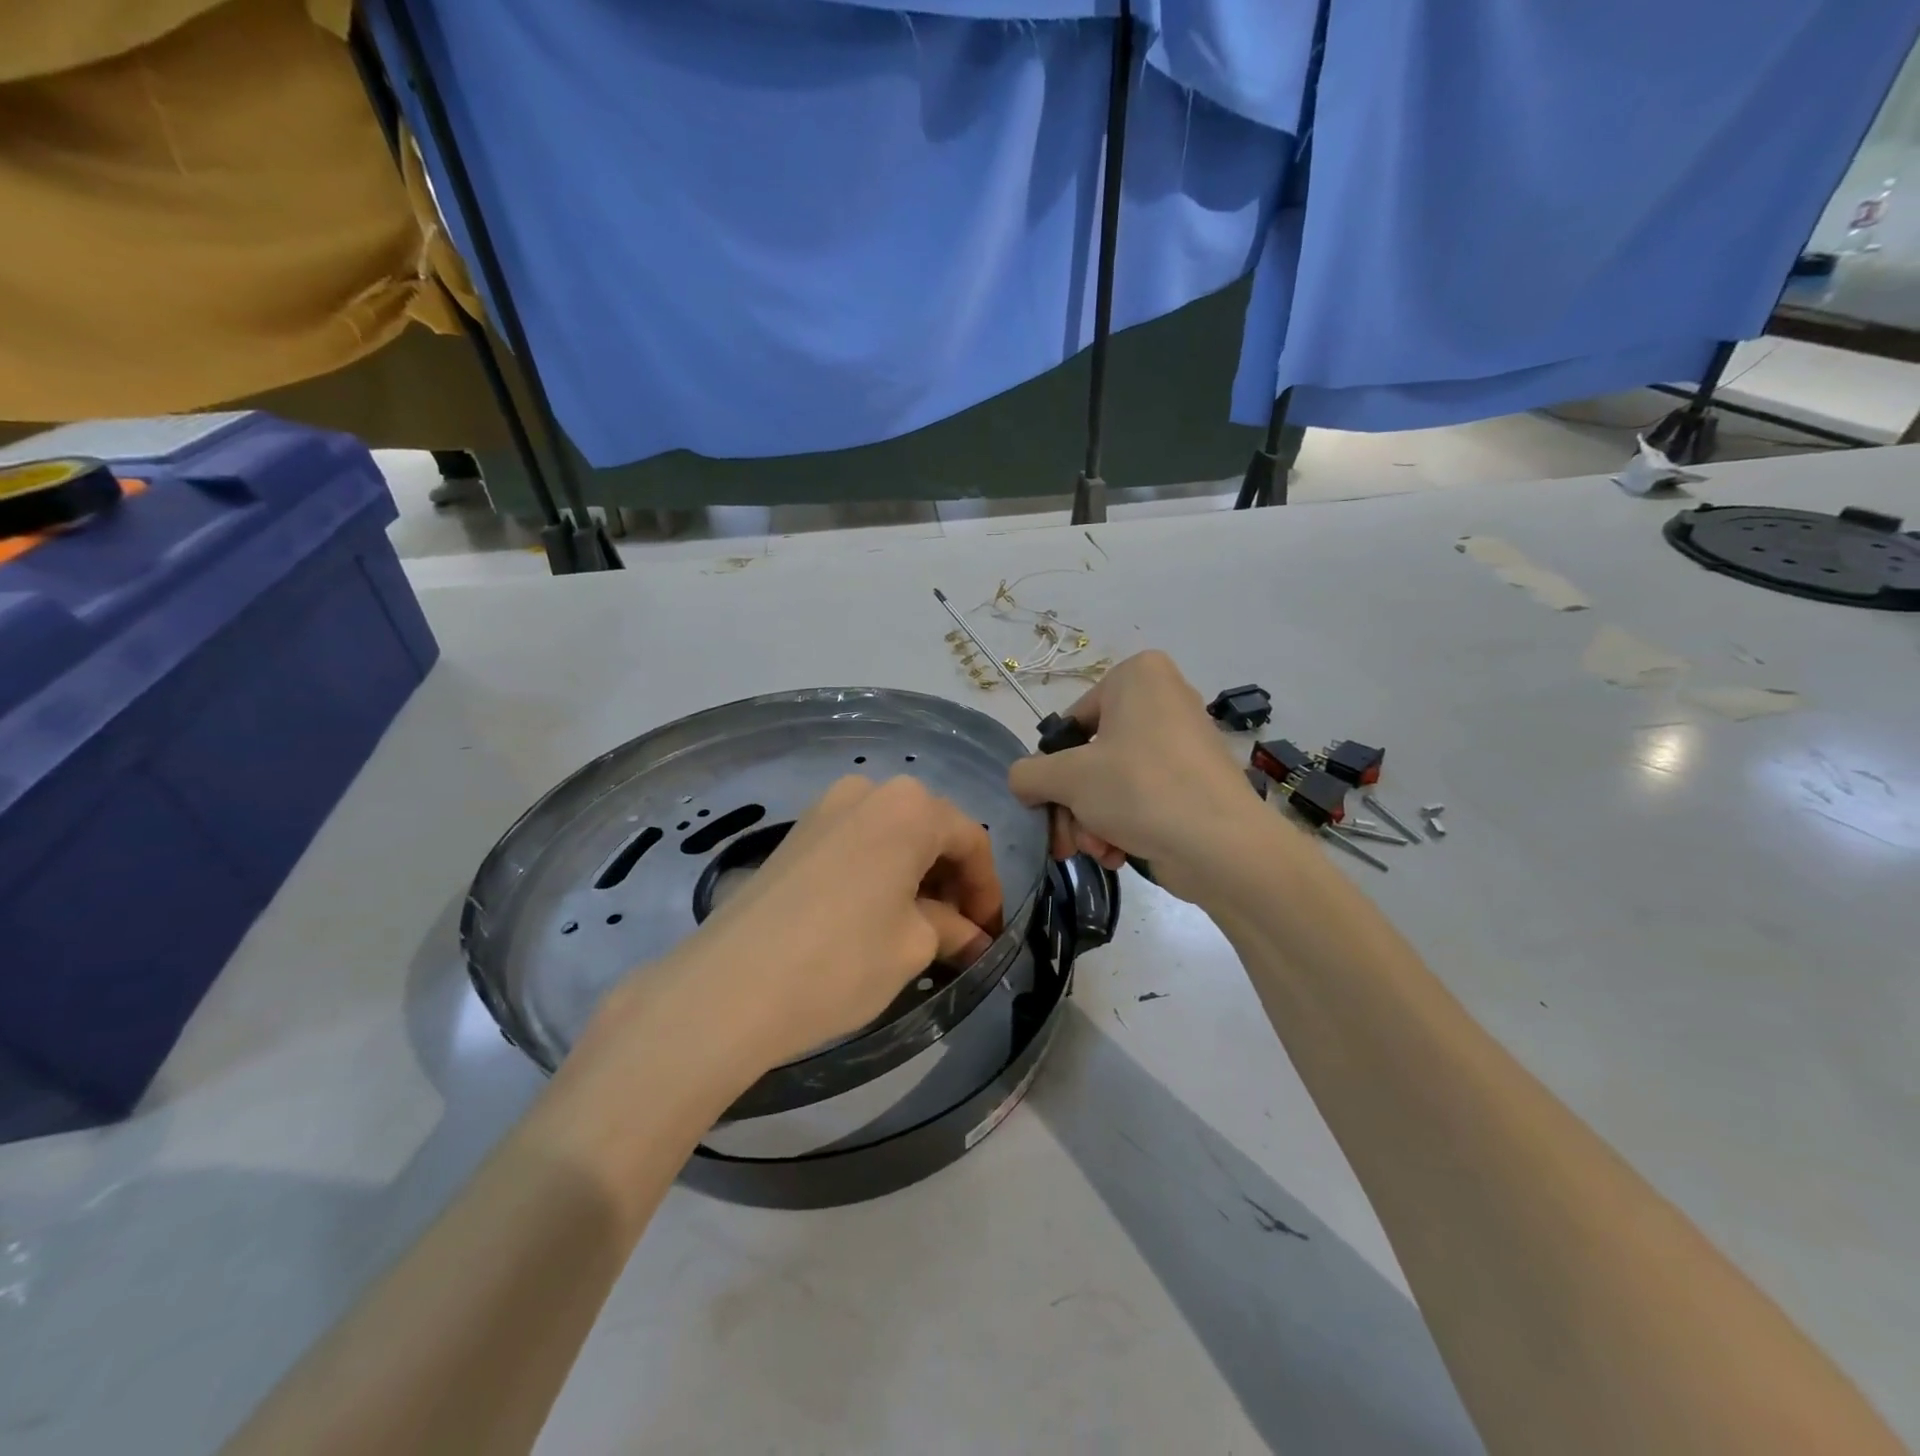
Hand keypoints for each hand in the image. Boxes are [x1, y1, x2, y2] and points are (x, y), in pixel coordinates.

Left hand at [628, 776, 1005, 1077]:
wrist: (729, 987)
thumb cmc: (841, 960)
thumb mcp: (912, 946)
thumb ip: (951, 929)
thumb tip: (974, 937)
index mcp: (908, 807)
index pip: (969, 839)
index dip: (987, 889)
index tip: (989, 934)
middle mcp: (868, 791)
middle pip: (930, 830)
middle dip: (952, 881)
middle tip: (959, 933)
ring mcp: (825, 808)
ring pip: (892, 837)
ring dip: (916, 877)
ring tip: (919, 929)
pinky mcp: (795, 834)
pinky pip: (857, 844)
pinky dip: (880, 873)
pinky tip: (877, 916)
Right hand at [1007, 651, 1267, 895]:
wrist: (1224, 847)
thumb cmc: (1140, 789)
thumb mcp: (1067, 777)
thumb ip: (1027, 773)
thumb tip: (1024, 783)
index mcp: (1138, 675)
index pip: (1070, 724)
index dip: (1054, 769)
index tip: (1051, 803)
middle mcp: (1163, 698)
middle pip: (1090, 758)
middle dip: (1073, 806)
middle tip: (1066, 840)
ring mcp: (1182, 741)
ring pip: (1112, 782)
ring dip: (1092, 822)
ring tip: (1098, 851)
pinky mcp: (1195, 781)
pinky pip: (1142, 796)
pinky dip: (1123, 825)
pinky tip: (1118, 854)